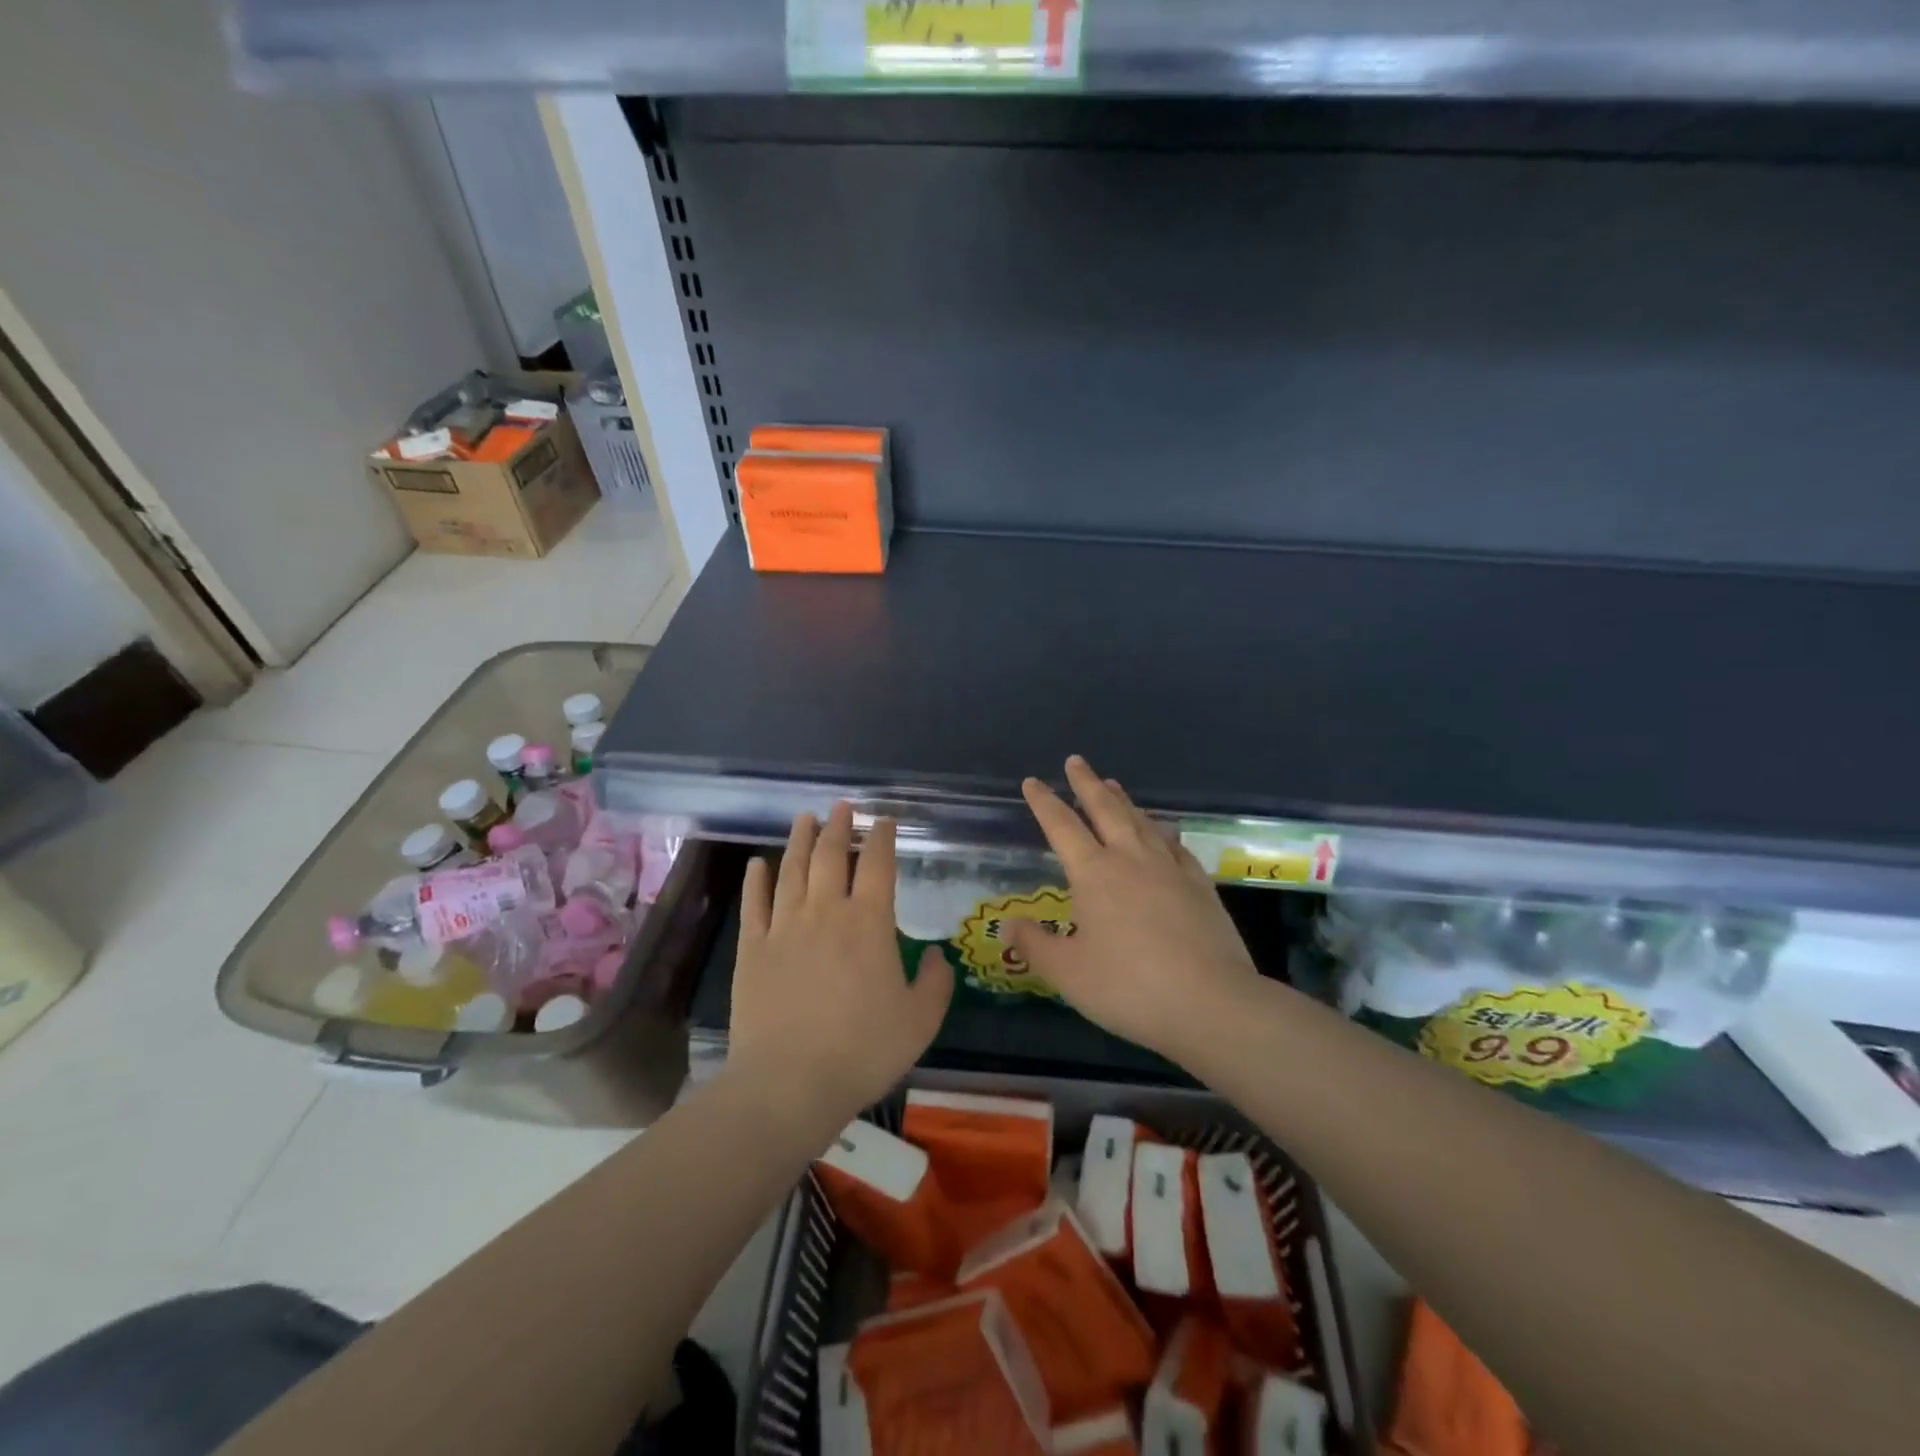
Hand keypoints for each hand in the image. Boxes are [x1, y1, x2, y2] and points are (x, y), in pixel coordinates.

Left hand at [727, 803, 953, 1134]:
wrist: (789, 1082)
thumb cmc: (863, 1049)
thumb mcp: (920, 1021)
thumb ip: (936, 982)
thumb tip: (936, 955)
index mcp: (869, 922)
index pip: (877, 864)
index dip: (882, 837)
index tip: (884, 820)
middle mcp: (826, 911)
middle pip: (831, 856)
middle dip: (839, 827)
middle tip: (843, 807)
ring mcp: (784, 926)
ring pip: (792, 870)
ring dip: (801, 840)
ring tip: (806, 818)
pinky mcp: (753, 948)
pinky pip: (754, 903)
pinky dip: (757, 880)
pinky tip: (759, 863)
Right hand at [1006, 756, 1259, 1064]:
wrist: (1211, 1003)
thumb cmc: (1129, 987)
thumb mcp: (1067, 973)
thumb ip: (1035, 945)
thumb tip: (1009, 924)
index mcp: (1094, 873)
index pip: (1062, 827)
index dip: (1044, 803)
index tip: (1032, 782)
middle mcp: (1131, 859)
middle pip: (1105, 809)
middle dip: (1087, 784)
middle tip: (1076, 762)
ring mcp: (1170, 869)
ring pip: (1141, 822)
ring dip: (1123, 800)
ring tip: (1113, 784)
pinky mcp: (1200, 886)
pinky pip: (1175, 846)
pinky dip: (1163, 831)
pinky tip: (1163, 831)